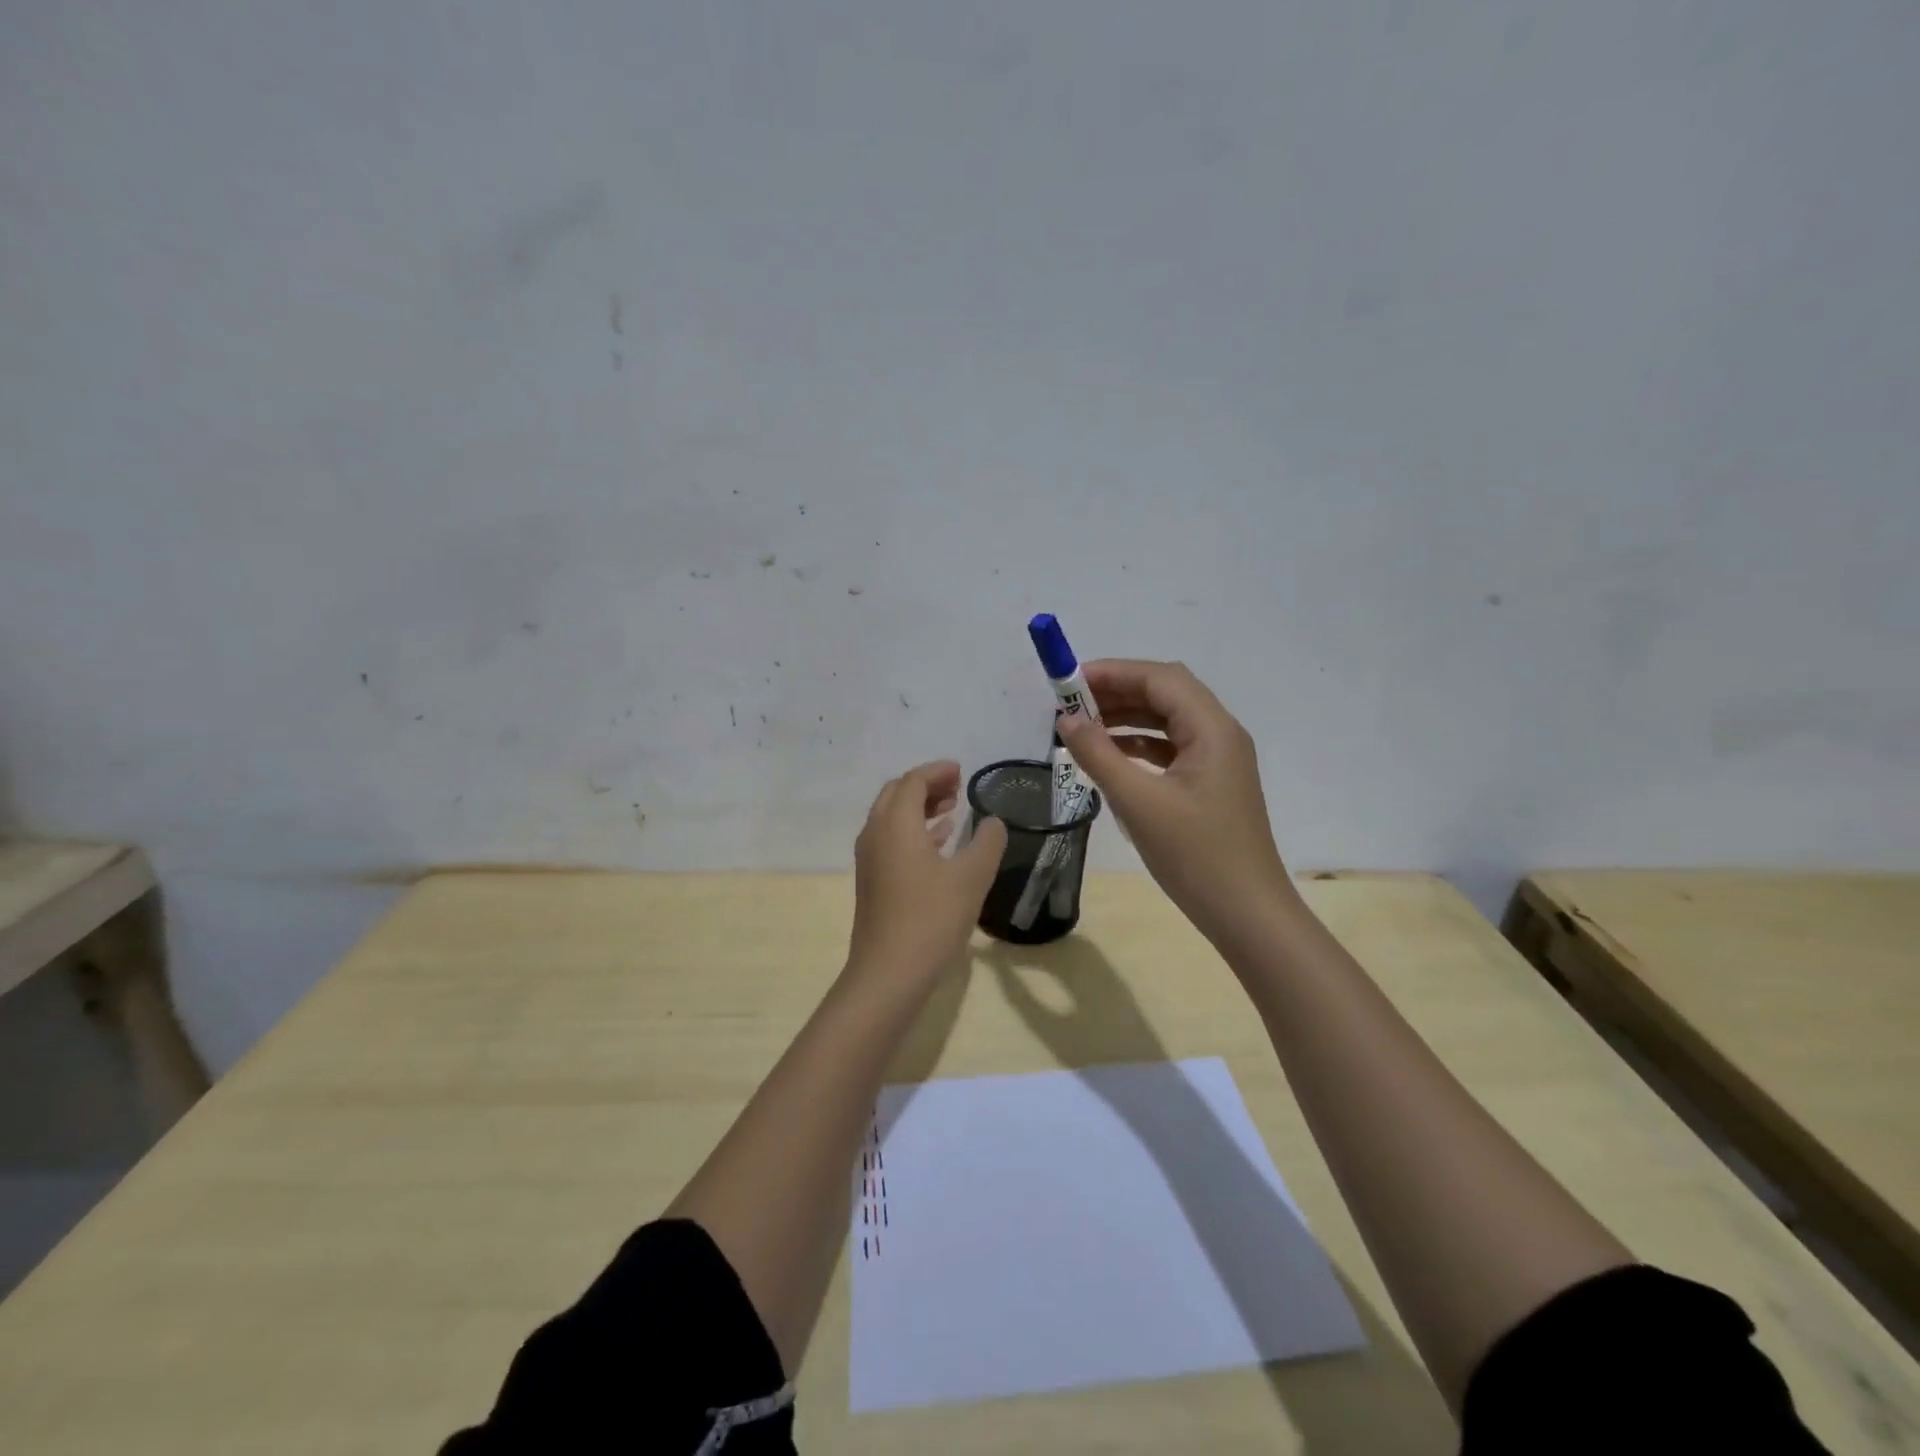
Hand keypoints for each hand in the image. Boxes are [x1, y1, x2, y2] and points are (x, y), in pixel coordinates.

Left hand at [848, 760, 1007, 987]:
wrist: (889, 973)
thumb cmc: (932, 918)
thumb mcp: (971, 877)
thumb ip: (987, 842)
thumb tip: (993, 822)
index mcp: (896, 824)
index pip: (913, 781)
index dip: (938, 772)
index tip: (961, 771)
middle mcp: (876, 834)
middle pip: (897, 794)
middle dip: (926, 786)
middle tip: (956, 789)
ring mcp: (870, 860)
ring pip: (892, 818)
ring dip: (919, 808)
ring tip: (952, 811)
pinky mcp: (872, 882)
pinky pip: (891, 840)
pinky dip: (914, 832)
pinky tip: (939, 844)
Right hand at [1055, 660, 1298, 944]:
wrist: (1246, 913)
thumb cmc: (1195, 855)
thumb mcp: (1139, 803)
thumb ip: (1098, 755)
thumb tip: (1067, 719)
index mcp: (1212, 729)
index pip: (1160, 679)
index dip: (1113, 672)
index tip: (1069, 682)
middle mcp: (1220, 734)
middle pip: (1165, 693)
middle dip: (1118, 691)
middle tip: (1071, 704)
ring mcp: (1218, 759)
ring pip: (1167, 720)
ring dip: (1126, 717)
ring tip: (1082, 726)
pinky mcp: (1210, 783)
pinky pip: (1171, 747)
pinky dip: (1139, 744)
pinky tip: (1109, 756)